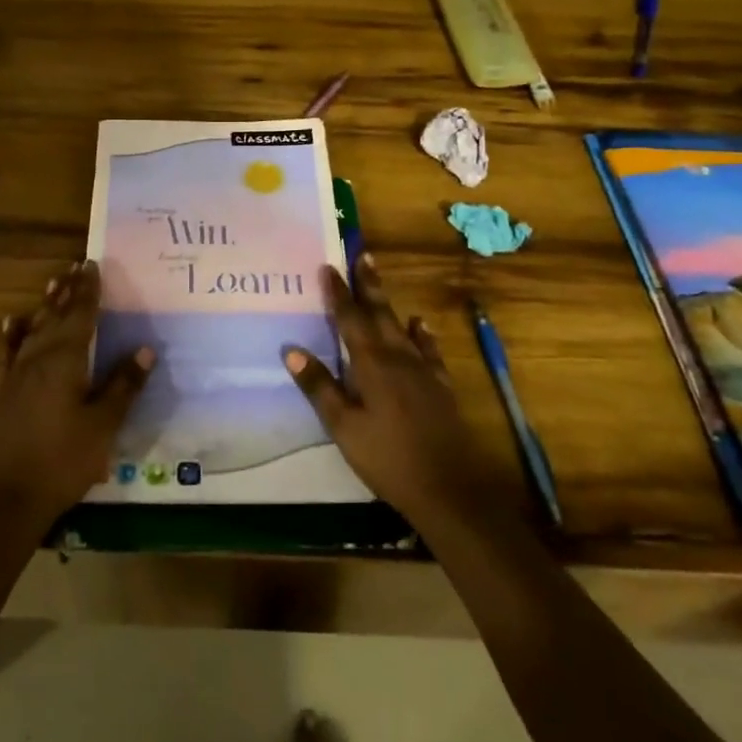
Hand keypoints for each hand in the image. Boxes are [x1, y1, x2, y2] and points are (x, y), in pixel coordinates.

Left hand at [0, 260, 152, 530]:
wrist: (9, 496)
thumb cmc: (64, 459)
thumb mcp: (104, 425)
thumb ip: (123, 385)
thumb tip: (145, 349)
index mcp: (65, 361)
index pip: (80, 316)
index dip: (88, 290)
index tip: (93, 265)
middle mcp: (38, 357)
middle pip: (56, 316)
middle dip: (68, 291)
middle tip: (76, 266)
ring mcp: (15, 373)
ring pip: (33, 328)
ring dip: (45, 305)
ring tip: (54, 283)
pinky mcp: (0, 390)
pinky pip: (7, 351)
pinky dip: (13, 333)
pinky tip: (13, 322)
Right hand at [283, 253, 507, 533]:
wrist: (450, 487)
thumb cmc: (388, 458)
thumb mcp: (344, 427)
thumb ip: (320, 387)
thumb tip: (291, 350)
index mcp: (372, 364)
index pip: (350, 320)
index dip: (338, 293)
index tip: (328, 266)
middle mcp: (398, 357)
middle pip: (379, 313)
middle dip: (368, 284)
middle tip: (362, 254)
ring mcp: (423, 370)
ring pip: (401, 326)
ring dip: (388, 301)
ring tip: (379, 280)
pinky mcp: (440, 386)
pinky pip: (428, 349)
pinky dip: (421, 334)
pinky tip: (419, 325)